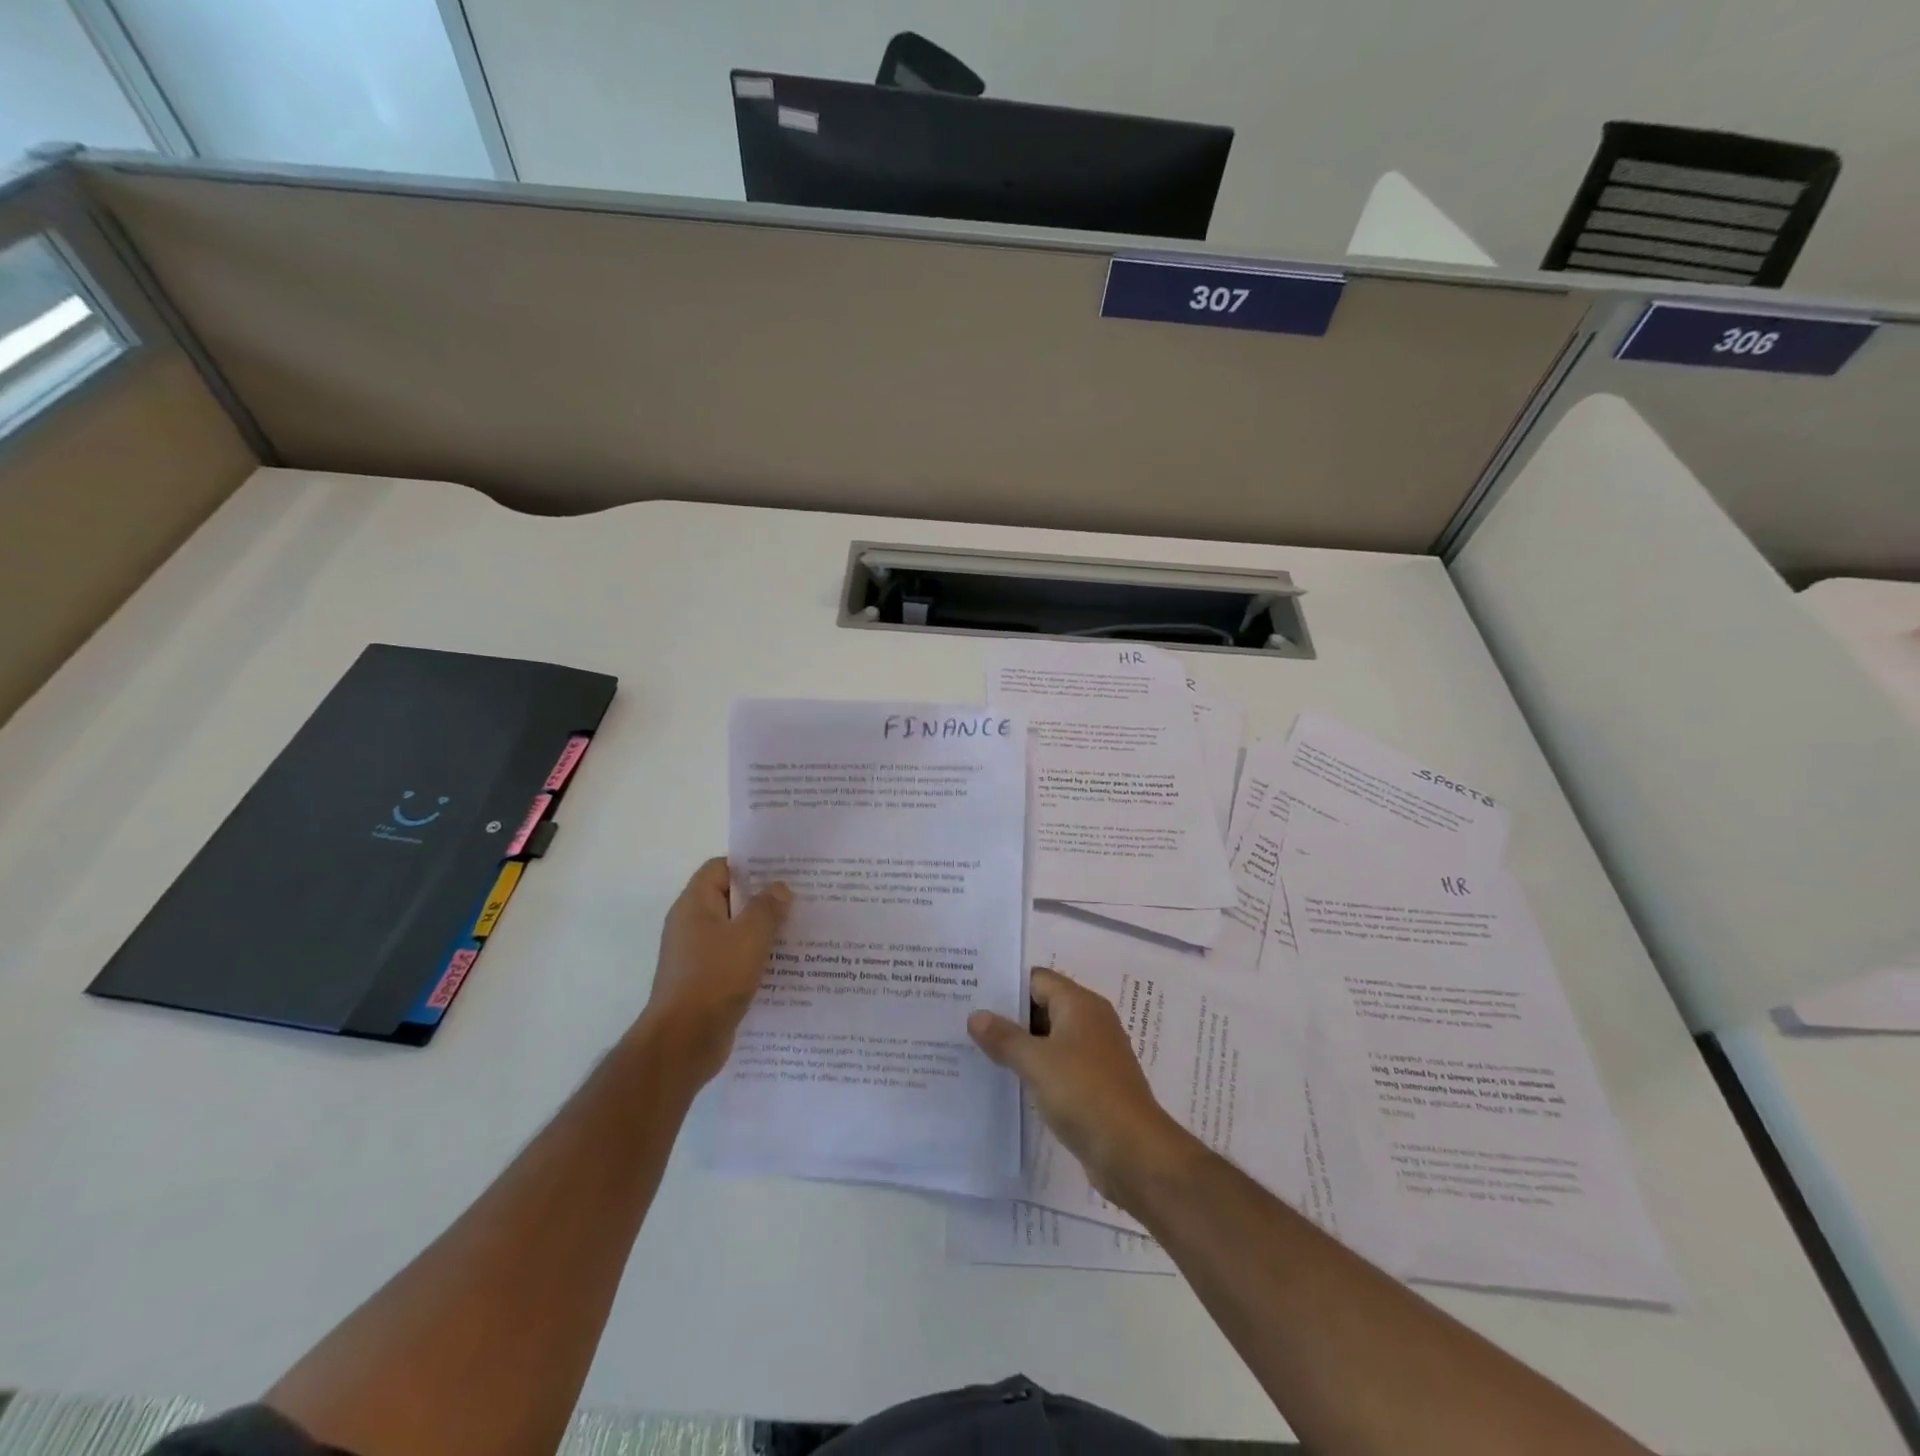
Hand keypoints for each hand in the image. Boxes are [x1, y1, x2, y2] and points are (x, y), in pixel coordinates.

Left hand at [639, 857, 790, 1085]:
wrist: (683, 1043)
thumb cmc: (714, 978)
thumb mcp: (750, 936)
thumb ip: (767, 907)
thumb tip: (779, 888)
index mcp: (694, 905)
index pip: (720, 868)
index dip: (750, 865)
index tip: (783, 870)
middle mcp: (691, 925)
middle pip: (730, 899)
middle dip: (763, 898)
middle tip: (800, 898)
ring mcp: (697, 956)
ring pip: (735, 932)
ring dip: (763, 931)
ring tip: (799, 929)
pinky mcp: (706, 983)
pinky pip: (735, 959)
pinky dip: (756, 958)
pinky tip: (785, 964)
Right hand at [967, 967, 1195, 1208]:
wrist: (1134, 1153)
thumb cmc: (1084, 1094)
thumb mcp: (1037, 1062)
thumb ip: (1004, 1037)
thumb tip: (976, 1016)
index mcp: (1080, 1004)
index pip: (1037, 979)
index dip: (1006, 985)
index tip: (972, 993)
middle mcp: (1091, 1022)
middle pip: (1044, 1006)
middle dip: (1009, 1016)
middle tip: (966, 1021)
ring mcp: (1095, 1055)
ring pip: (1050, 1038)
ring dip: (1021, 1044)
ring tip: (978, 1050)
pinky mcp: (1094, 1085)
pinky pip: (1058, 1065)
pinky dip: (1036, 1068)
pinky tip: (1008, 1080)